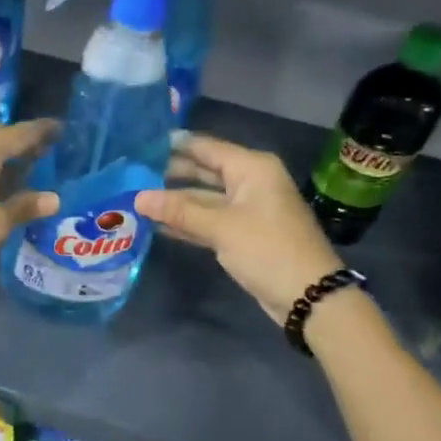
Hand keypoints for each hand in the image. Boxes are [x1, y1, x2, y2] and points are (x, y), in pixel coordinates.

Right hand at [135, 132, 343, 325]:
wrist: (309, 297)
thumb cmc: (268, 250)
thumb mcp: (221, 227)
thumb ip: (179, 210)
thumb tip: (138, 198)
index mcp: (251, 168)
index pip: (206, 147)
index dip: (174, 145)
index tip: (139, 144)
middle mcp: (250, 182)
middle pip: (203, 171)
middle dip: (169, 174)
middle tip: (130, 174)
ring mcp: (246, 209)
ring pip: (203, 198)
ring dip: (174, 201)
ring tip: (136, 198)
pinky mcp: (242, 233)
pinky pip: (209, 219)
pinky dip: (187, 221)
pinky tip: (157, 224)